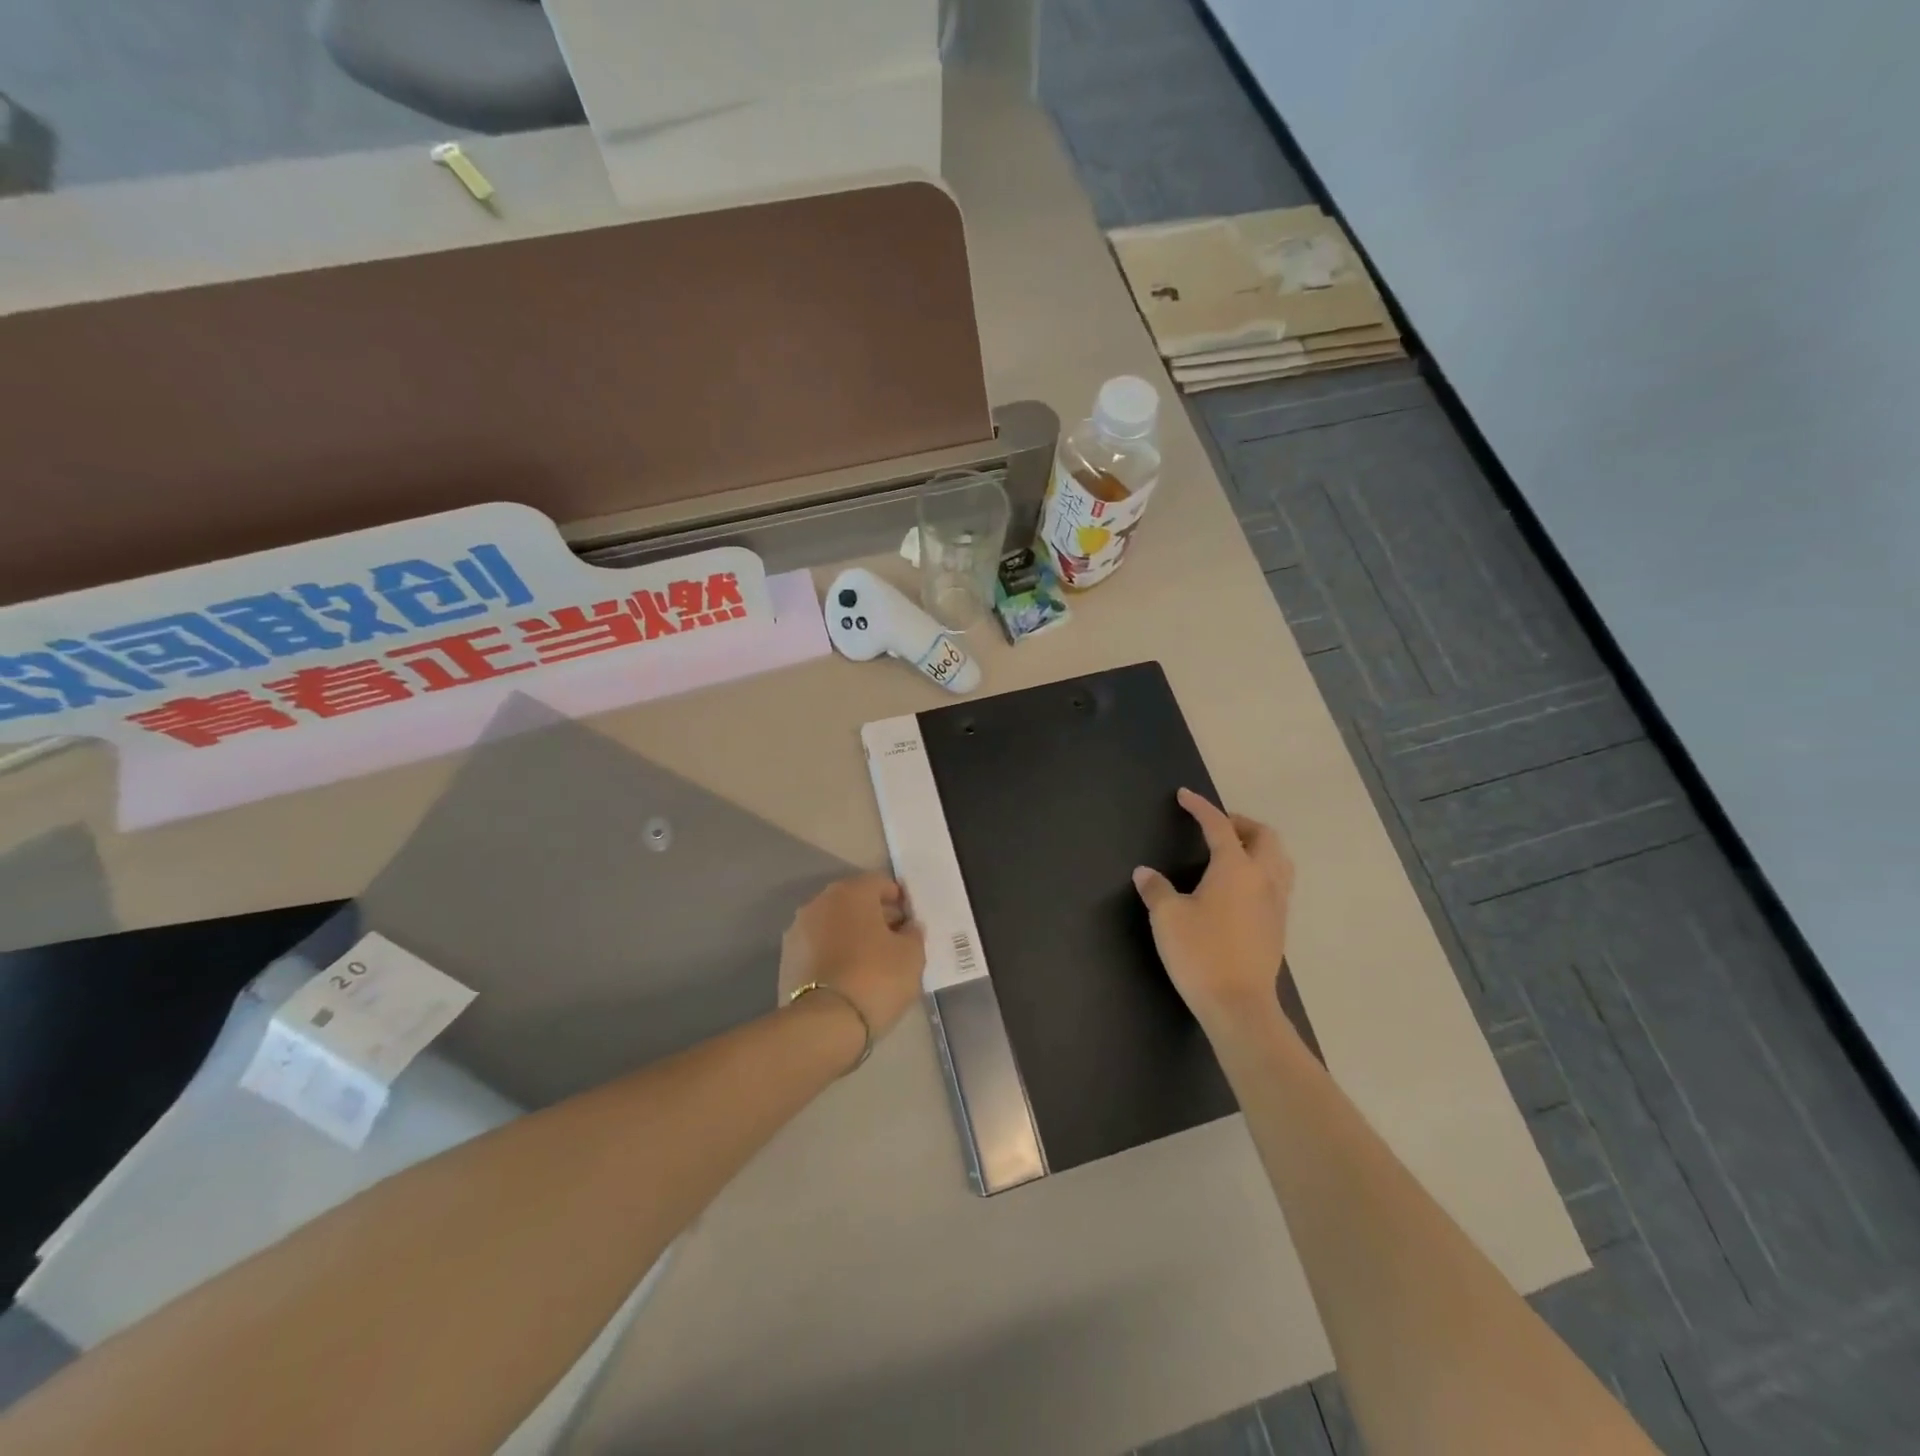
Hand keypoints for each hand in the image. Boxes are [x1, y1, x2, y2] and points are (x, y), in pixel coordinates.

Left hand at [778, 873, 926, 1040]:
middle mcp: (819, 902)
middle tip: (894, 941)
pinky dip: (833, 953)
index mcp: (850, 892)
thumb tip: (907, 927)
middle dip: (874, 916)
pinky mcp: (786, 959)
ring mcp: (798, 930)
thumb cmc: (876, 978)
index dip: (899, 900)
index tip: (910, 922)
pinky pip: (818, 947)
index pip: (880, 883)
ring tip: (871, 962)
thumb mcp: (911, 955)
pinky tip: (848, 976)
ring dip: (851, 935)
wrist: (823, 1024)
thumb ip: (913, 933)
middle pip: (854, 901)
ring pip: (833, 924)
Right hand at [1132, 788, 1295, 1035]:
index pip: (1218, 826)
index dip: (1201, 808)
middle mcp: (1263, 879)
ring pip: (1279, 859)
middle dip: (1241, 823)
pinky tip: (1241, 887)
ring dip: (1258, 846)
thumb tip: (1145, 872)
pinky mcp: (1279, 926)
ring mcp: (1276, 903)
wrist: (1239, 1005)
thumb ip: (1156, 889)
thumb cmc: (1200, 953)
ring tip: (1234, 852)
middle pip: (1264, 836)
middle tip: (1216, 827)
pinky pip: (1279, 882)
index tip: (1185, 796)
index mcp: (1235, 869)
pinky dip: (1263, 870)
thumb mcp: (1167, 917)